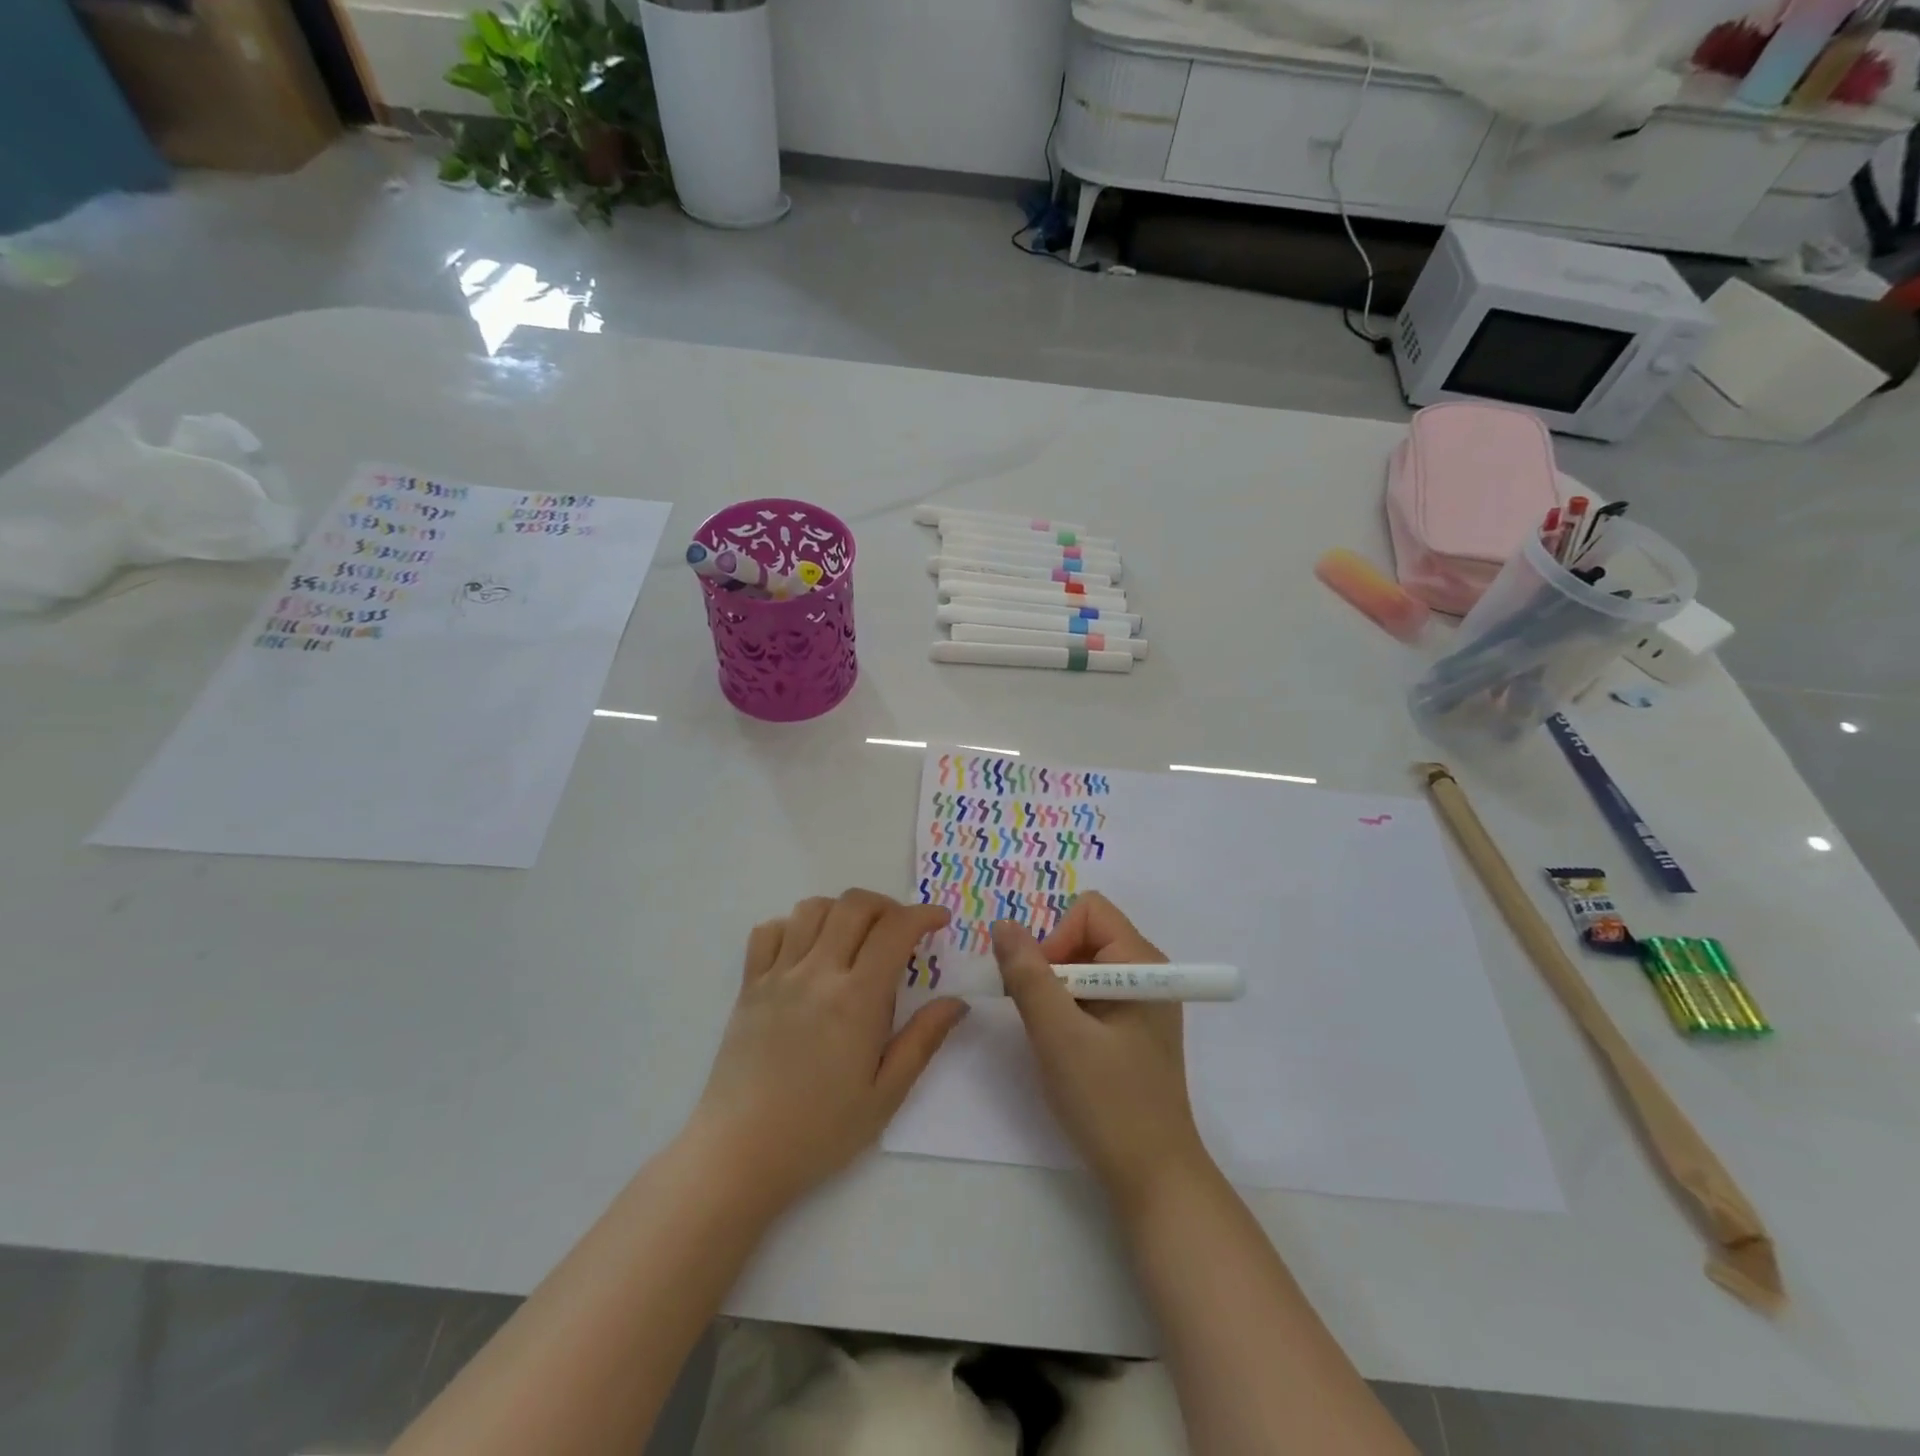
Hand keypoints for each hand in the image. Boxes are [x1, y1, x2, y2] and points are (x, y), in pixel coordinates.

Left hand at [690, 890, 967, 1211]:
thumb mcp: (885, 1095)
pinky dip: (793, 926)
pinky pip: (768, 931)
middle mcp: (817, 973)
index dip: (923, 914)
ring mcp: (778, 975)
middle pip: (854, 905)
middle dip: (887, 906)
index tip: (940, 920)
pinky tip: (806, 952)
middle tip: (900, 931)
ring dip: (841, 911)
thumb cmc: (820, 1130)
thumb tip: (958, 1002)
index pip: (895, 930)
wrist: (739, 1153)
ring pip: (812, 908)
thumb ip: (923, 1040)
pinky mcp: (749, 985)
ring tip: (854, 938)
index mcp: (856, 999)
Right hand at [993, 893, 1209, 1208]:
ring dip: (1055, 991)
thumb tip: (1002, 924)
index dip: (1055, 939)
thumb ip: (1027, 975)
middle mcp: (1147, 971)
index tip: (1042, 989)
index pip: (1089, 912)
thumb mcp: (1058, 1034)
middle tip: (1040, 1016)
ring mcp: (1142, 1000)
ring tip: (1051, 1036)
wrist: (1152, 1178)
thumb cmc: (1108, 1101)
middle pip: (1084, 935)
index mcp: (1142, 962)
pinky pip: (1090, 993)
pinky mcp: (1133, 1026)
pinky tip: (1064, 1048)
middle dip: (1051, 966)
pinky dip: (1067, 1010)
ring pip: (1082, 966)